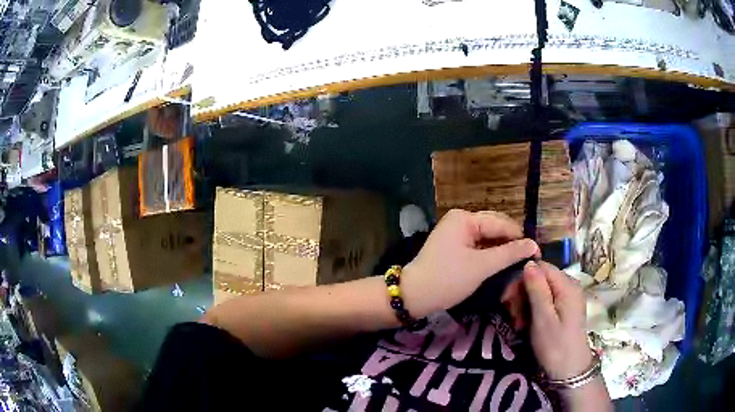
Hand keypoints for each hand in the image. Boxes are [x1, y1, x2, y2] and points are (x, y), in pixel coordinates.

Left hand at [401, 209, 538, 318]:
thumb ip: (509, 253)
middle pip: (495, 227)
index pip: (502, 224)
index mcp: (465, 218)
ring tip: (519, 262)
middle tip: (530, 259)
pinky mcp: (454, 245)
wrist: (414, 295)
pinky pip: (478, 244)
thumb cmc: (448, 279)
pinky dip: (490, 253)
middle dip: (512, 242)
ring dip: (503, 248)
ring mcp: (456, 231)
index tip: (538, 254)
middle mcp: (461, 219)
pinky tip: (502, 262)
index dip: (521, 239)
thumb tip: (534, 245)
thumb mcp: (482, 266)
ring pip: (488, 237)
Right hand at [523, 261, 591, 379]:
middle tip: (512, 314)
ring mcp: (569, 297)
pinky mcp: (565, 308)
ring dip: (526, 303)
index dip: (522, 278)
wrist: (570, 370)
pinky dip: (534, 309)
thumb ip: (537, 290)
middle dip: (523, 293)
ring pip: (541, 289)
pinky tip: (527, 324)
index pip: (541, 267)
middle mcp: (570, 286)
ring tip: (518, 323)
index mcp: (567, 285)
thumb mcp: (543, 319)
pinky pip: (547, 300)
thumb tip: (528, 263)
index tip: (508, 299)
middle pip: (541, 277)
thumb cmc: (556, 346)